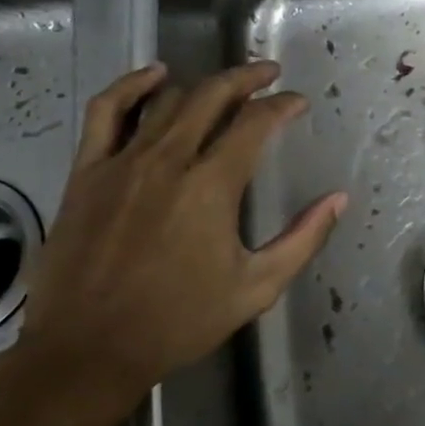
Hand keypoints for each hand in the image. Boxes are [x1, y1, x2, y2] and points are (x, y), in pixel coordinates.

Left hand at [1, 61, 345, 425]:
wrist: (88, 350)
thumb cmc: (177, 322)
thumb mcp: (255, 288)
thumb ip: (302, 239)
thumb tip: (338, 199)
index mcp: (211, 186)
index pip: (256, 123)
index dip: (283, 106)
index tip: (298, 103)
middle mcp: (168, 160)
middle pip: (213, 96)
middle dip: (247, 78)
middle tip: (269, 74)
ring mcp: (122, 162)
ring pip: (167, 100)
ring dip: (202, 86)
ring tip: (224, 87)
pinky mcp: (86, 171)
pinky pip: (106, 111)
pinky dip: (131, 85)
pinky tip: (153, 75)